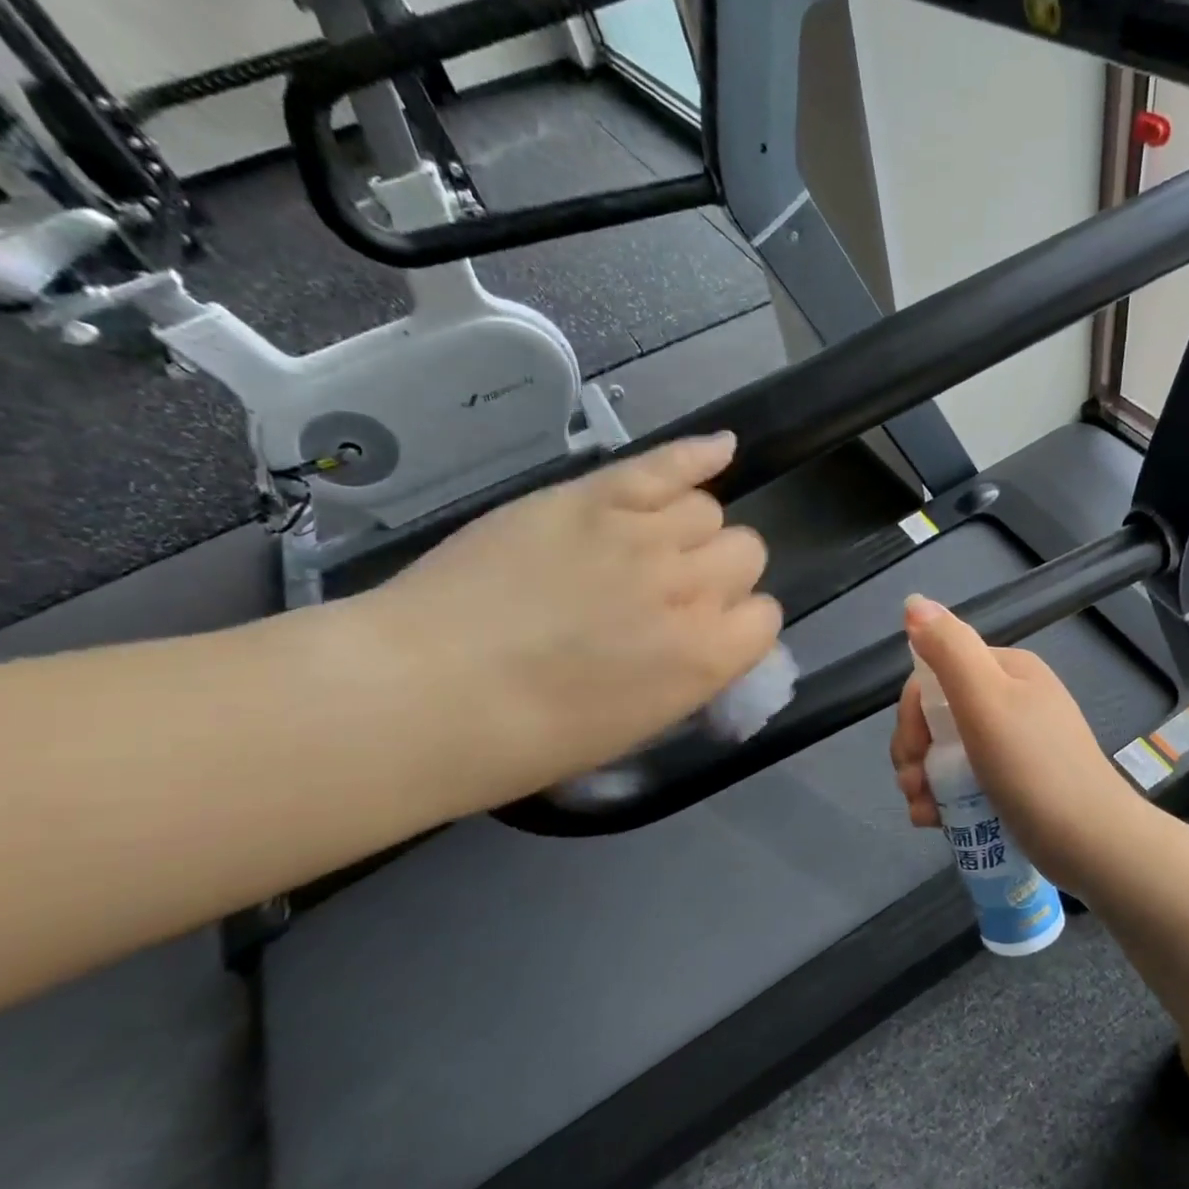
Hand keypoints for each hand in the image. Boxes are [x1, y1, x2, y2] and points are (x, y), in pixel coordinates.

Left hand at [356, 434, 781, 803]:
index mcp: (706, 658)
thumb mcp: (639, 727)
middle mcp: (689, 588)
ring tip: (647, 549)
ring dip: (690, 532)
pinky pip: (666, 464)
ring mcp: (640, 534)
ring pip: (707, 510)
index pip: (765, 618)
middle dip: (720, 575)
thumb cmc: (529, 739)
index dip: (738, 626)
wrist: (423, 694)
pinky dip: (699, 455)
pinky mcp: (589, 496)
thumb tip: (710, 644)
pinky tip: (722, 449)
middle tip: (672, 595)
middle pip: (746, 553)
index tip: (705, 635)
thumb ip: (691, 676)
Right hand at [890, 595, 1141, 889]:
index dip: (912, 712)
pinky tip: (935, 822)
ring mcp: (1014, 744)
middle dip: (914, 751)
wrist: (1092, 843)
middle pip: (938, 716)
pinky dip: (943, 798)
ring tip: (922, 812)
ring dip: (922, 779)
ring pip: (946, 752)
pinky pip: (964, 781)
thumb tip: (914, 602)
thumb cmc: (1034, 768)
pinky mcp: (1013, 783)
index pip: (936, 676)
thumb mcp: (987, 700)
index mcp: (1007, 672)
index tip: (911, 750)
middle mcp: (1011, 701)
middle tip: (912, 786)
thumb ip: (949, 649)